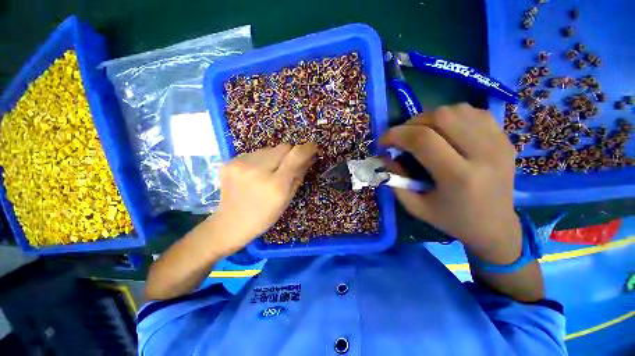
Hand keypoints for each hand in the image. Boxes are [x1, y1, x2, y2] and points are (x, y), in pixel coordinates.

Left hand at [212, 143, 317, 253]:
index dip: (307, 149)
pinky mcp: (230, 161)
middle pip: (283, 147)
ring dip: (274, 157)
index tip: (313, 148)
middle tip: (288, 166)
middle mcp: (257, 170)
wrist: (229, 223)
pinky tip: (255, 174)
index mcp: (275, 185)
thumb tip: (309, 157)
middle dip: (290, 154)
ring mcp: (240, 164)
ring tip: (269, 173)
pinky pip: (255, 153)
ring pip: (269, 148)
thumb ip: (299, 175)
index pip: (296, 155)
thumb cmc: (264, 216)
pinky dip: (261, 160)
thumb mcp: (286, 199)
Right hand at [380, 104, 521, 263]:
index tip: (383, 142)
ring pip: (457, 110)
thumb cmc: (451, 220)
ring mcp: (499, 143)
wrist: (495, 226)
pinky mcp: (505, 138)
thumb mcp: (414, 206)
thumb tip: (385, 155)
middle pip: (442, 117)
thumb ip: (395, 179)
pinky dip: (451, 116)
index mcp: (459, 177)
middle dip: (412, 123)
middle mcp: (484, 154)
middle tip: (402, 137)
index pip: (423, 140)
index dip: (396, 135)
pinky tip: (444, 130)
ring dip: (430, 117)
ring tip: (421, 133)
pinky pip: (473, 113)